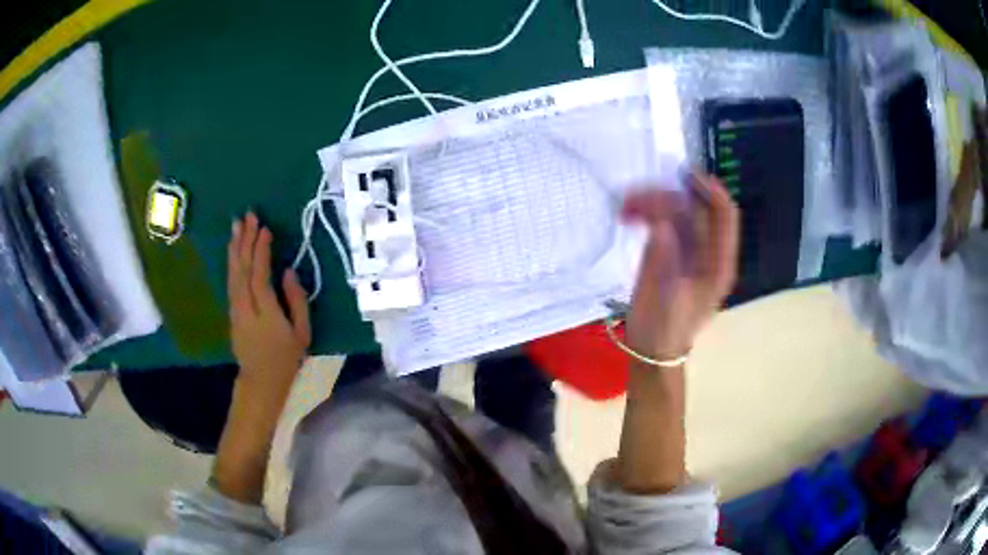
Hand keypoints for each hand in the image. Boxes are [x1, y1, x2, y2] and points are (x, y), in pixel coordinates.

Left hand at [228, 213, 310, 388]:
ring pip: (233, 272)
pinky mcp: (231, 311)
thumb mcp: (302, 333)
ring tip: (236, 225)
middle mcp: (246, 306)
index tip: (265, 229)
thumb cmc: (286, 357)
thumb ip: (296, 300)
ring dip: (234, 247)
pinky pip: (231, 281)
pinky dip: (231, 262)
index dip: (261, 251)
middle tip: (248, 216)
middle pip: (242, 269)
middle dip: (245, 240)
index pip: (260, 275)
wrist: (260, 380)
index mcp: (266, 311)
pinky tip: (233, 249)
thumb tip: (288, 271)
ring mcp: (235, 308)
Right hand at [621, 172, 739, 361]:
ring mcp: (690, 248)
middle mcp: (709, 250)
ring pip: (678, 209)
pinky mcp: (672, 250)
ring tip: (625, 207)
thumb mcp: (665, 300)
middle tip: (634, 198)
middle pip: (697, 207)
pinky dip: (646, 212)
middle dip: (668, 195)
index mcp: (719, 263)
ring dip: (652, 201)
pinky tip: (628, 215)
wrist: (652, 351)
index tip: (683, 175)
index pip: (724, 214)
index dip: (709, 190)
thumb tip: (662, 224)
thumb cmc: (663, 330)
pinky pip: (663, 220)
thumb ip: (664, 262)